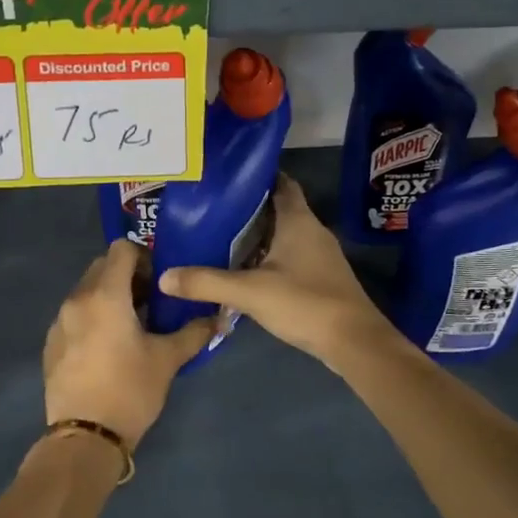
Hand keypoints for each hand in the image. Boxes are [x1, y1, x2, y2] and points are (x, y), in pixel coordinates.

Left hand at [43, 239, 216, 448]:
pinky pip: (74, 314)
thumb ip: (194, 332)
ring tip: (130, 326)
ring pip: (86, 290)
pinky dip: (92, 317)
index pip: (121, 249)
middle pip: (102, 266)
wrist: (85, 437)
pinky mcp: (51, 342)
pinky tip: (107, 347)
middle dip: (127, 276)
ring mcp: (59, 321)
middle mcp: (77, 299)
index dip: (144, 256)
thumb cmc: (130, 390)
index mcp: (106, 295)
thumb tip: (219, 318)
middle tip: (149, 302)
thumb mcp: (168, 360)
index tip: (159, 281)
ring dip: (109, 296)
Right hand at [156, 177, 396, 369]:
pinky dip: (267, 258)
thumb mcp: (249, 292)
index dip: (256, 176)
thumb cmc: (305, 303)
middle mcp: (311, 230)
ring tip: (219, 237)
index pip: (280, 183)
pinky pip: (289, 257)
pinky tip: (243, 271)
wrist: (354, 341)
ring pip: (283, 235)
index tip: (227, 176)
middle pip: (278, 208)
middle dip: (248, 208)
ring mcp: (319, 255)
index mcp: (298, 220)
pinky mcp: (320, 278)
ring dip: (256, 235)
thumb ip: (206, 282)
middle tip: (211, 209)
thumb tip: (164, 276)